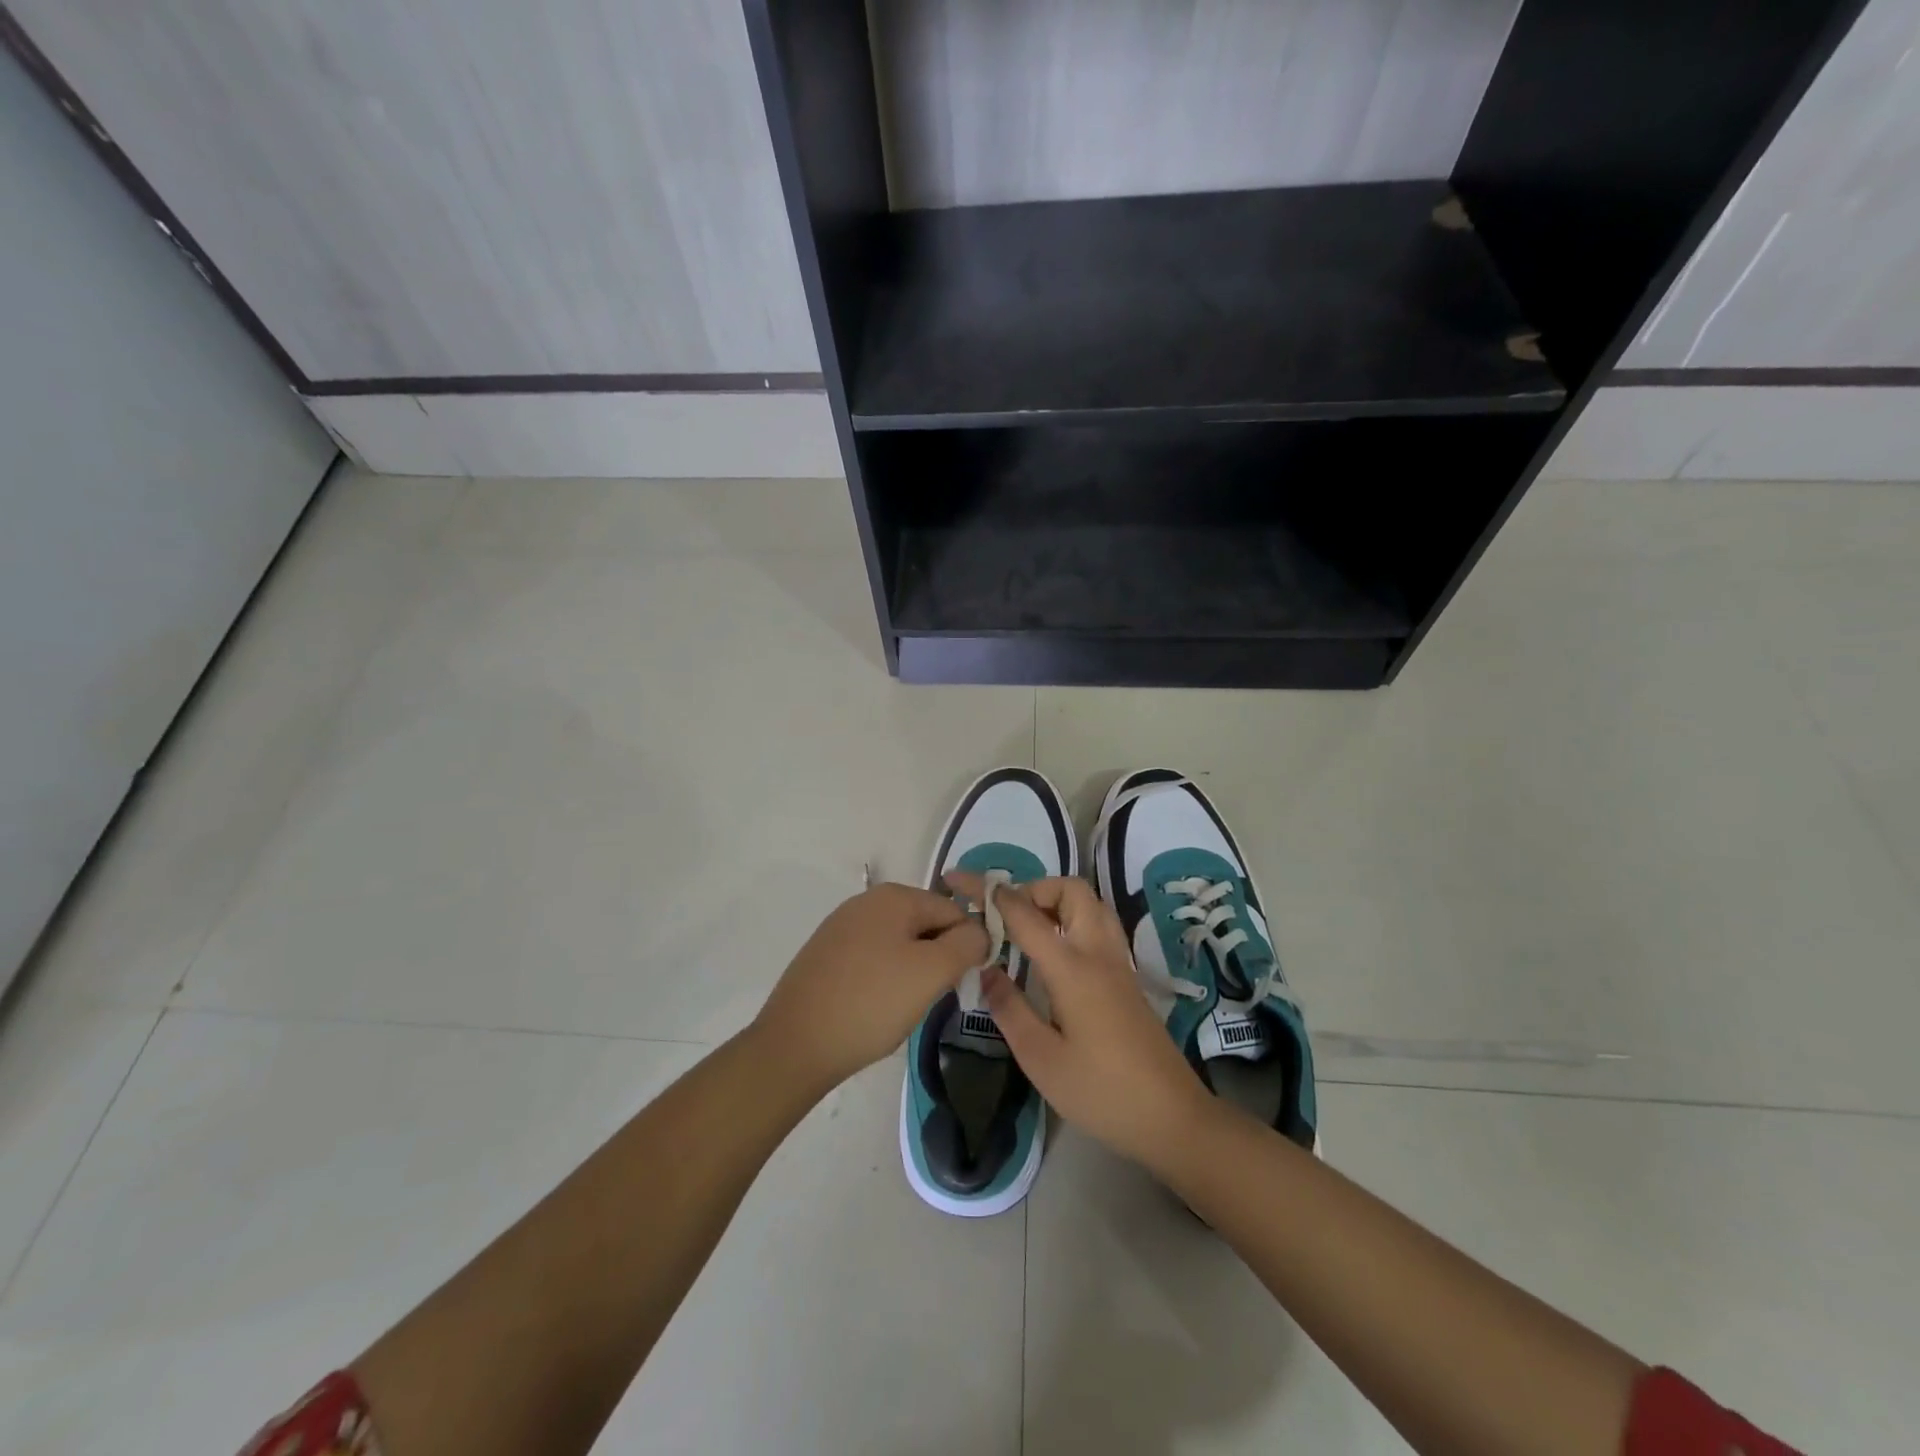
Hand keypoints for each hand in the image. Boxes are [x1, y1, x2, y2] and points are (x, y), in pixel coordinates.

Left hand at [753, 882, 988, 1094]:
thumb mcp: (931, 972)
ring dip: (912, 972)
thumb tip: (980, 932)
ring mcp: (841, 927)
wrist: (795, 1045)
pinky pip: (873, 959)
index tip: (963, 983)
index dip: (967, 946)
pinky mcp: (825, 955)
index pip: (953, 911)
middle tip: (931, 998)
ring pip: (899, 944)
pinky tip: (876, 1008)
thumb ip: (967, 944)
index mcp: (894, 896)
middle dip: (937, 959)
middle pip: (925, 925)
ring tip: (903, 1007)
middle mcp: (866, 902)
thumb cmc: (871, 1003)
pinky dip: (884, 980)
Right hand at [948, 874, 1212, 1169]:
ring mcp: (1118, 962)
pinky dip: (1070, 920)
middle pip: (1069, 890)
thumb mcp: (1041, 1059)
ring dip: (1054, 901)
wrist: (1172, 1117)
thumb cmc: (1101, 1092)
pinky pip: (1097, 925)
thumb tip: (986, 969)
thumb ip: (1009, 1009)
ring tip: (1025, 929)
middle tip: (1003, 917)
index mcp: (1072, 967)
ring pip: (1089, 903)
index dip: (988, 892)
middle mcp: (1098, 952)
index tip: (959, 881)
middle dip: (1031, 889)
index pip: (1023, 913)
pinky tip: (1053, 953)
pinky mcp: (1127, 977)